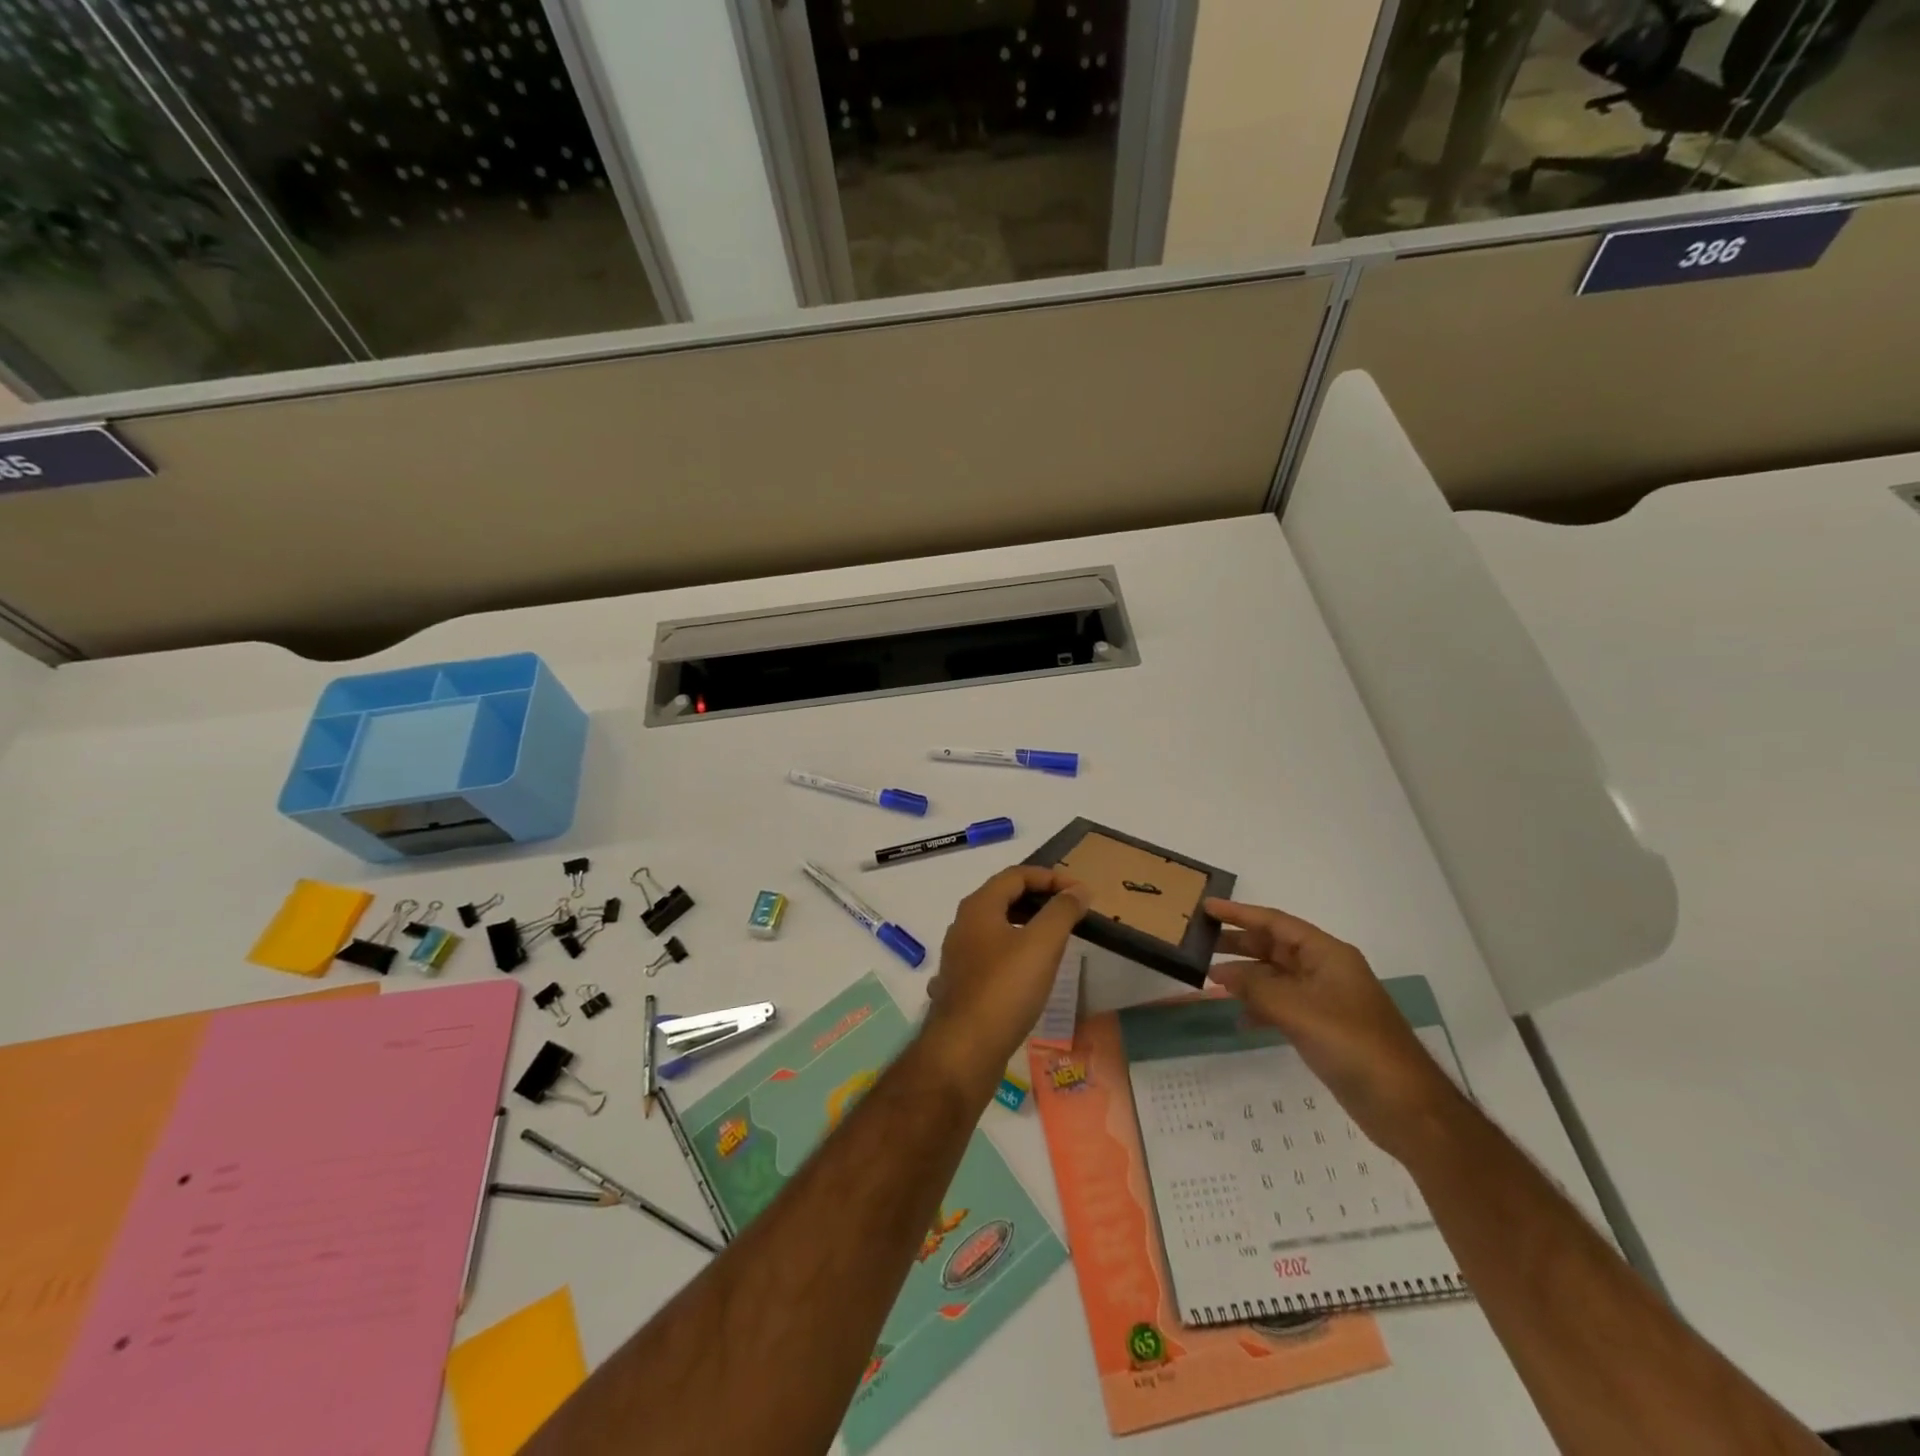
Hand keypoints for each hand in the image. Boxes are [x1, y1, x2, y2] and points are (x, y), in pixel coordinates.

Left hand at [921, 867, 1090, 1101]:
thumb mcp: (1042, 945)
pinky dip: (1015, 951)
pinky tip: (1030, 970)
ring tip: (1057, 939)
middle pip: (1004, 897)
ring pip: (997, 927)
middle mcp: (963, 924)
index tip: (1080, 892)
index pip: (1016, 875)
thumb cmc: (1005, 989)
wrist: (964, 1050)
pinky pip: (992, 954)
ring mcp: (959, 956)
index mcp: (978, 907)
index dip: (1050, 877)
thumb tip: (1078, 889)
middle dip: (1039, 899)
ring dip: (1028, 925)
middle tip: (1071, 912)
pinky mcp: (962, 984)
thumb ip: (1062, 912)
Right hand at [1206, 899, 1459, 1160]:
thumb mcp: (1298, 1010)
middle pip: (1275, 947)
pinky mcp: (1323, 1029)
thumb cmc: (1354, 1044)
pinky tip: (1239, 1020)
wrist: (1405, 1106)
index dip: (1241, 914)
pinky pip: (1282, 1007)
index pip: (1276, 923)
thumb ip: (1255, 987)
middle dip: (1239, 945)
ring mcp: (1325, 1001)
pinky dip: (1260, 1009)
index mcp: (1327, 954)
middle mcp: (1325, 971)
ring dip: (1246, 978)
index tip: (1207, 908)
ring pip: (1276, 978)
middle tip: (1200, 944)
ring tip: (1211, 981)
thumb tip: (1221, 973)